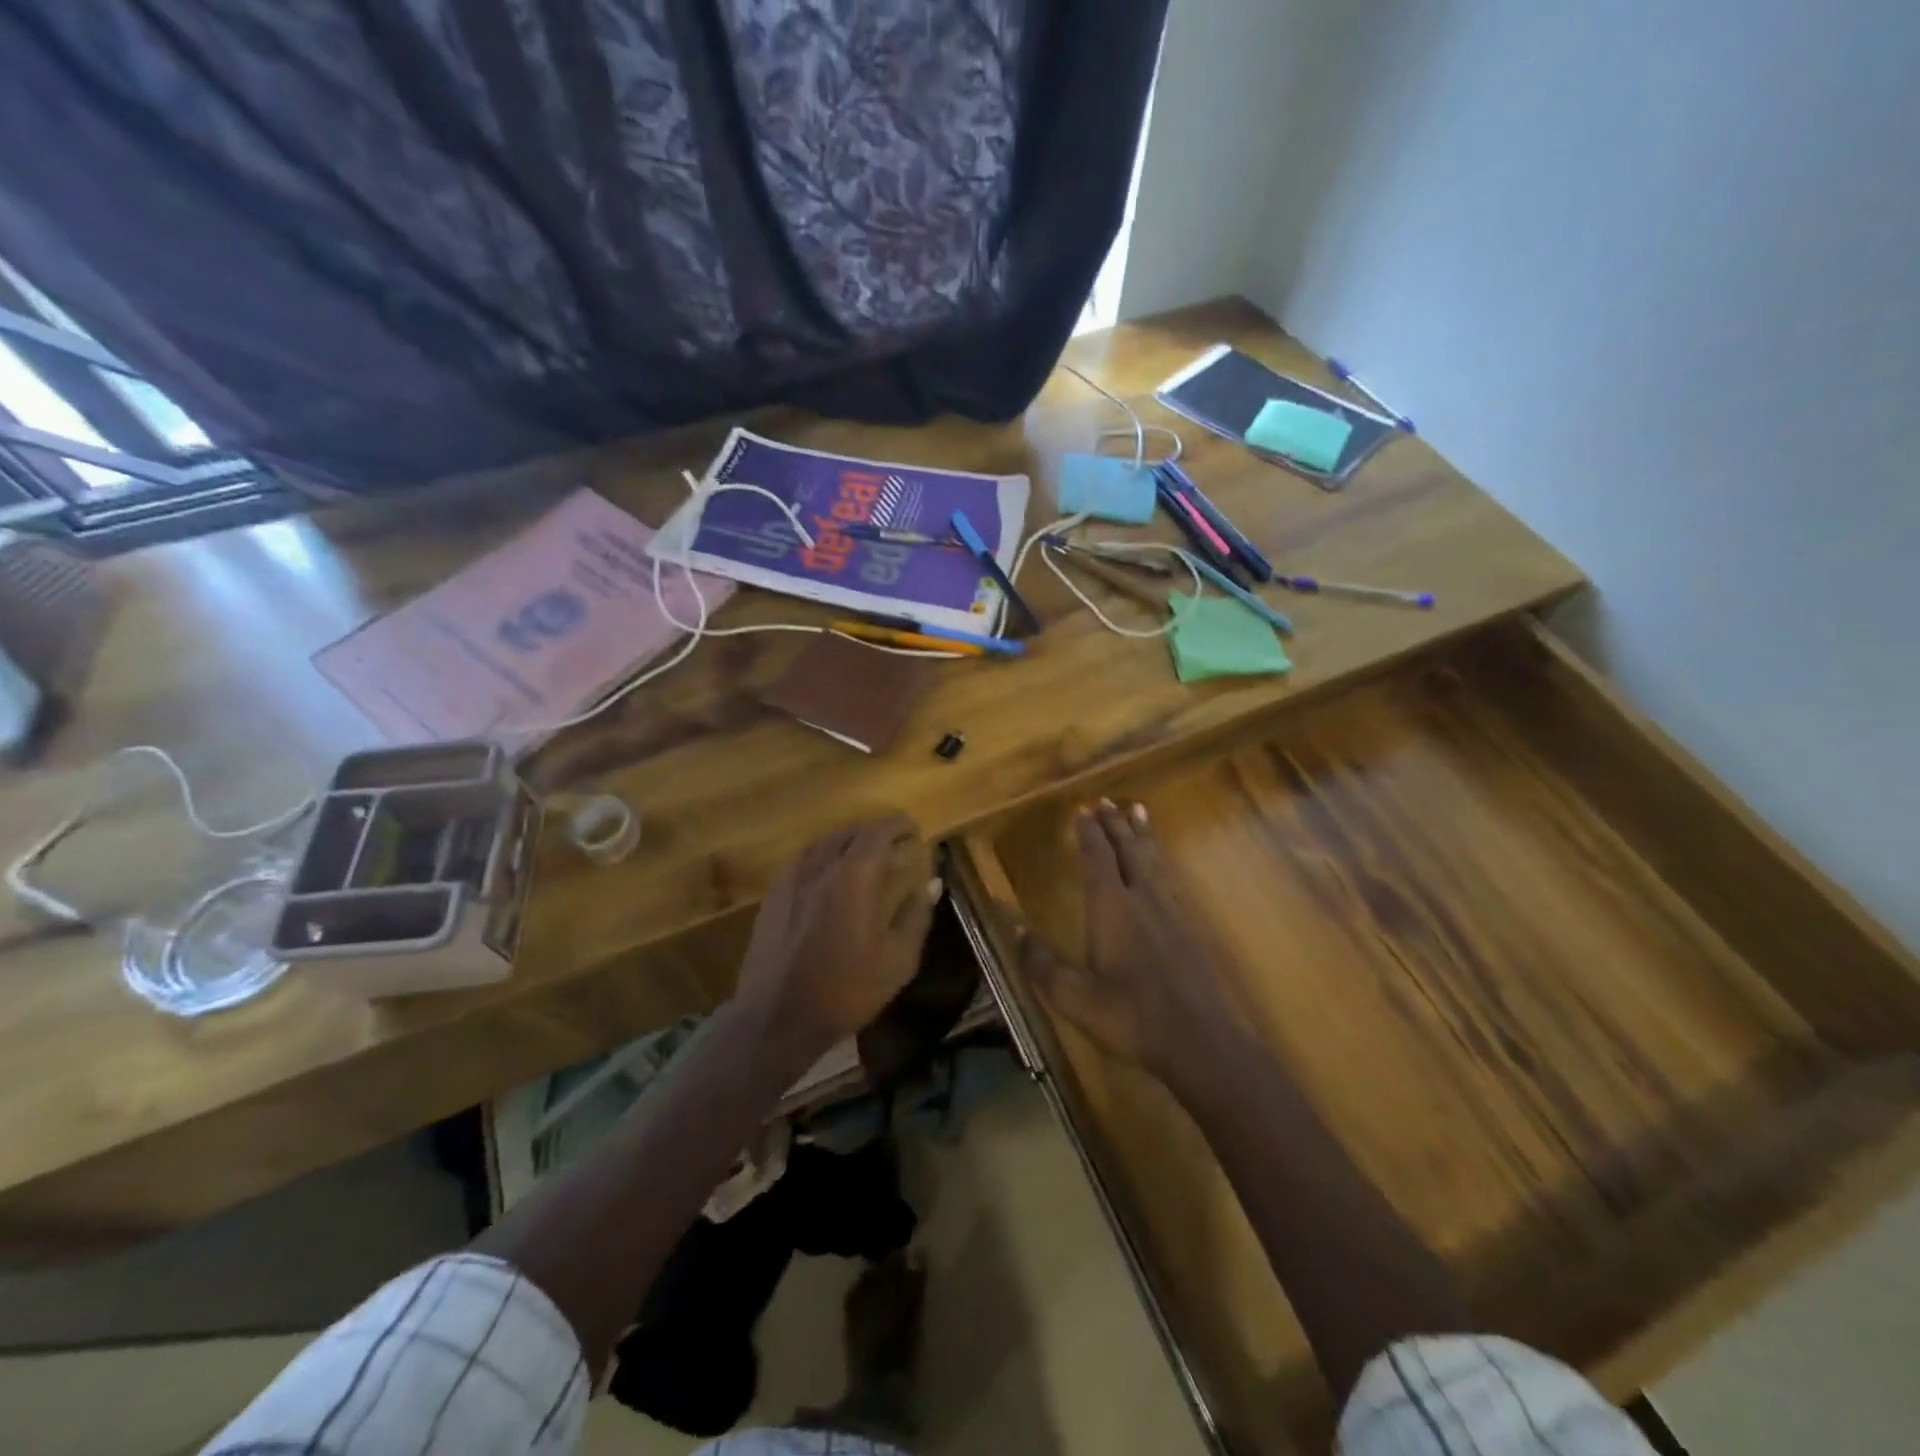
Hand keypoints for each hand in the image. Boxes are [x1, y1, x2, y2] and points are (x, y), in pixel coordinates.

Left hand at [733, 815, 939, 1063]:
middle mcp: (820, 866)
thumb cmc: (844, 991)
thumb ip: (916, 916)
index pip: (878, 832)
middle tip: (895, 845)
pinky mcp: (773, 895)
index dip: (898, 826)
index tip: (914, 831)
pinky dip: (824, 856)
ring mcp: (791, 878)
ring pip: (824, 843)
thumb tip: (932, 883)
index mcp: (853, 876)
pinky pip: (804, 859)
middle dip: (875, 832)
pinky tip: (830, 877)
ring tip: (865, 857)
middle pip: (850, 832)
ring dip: (848, 842)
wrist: (775, 1019)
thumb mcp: (897, 961)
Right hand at [1018, 800, 1239, 1082]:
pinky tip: (1162, 868)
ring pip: (1154, 861)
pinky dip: (1160, 861)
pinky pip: (1170, 879)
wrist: (1202, 1041)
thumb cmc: (1132, 1017)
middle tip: (1107, 802)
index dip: (1090, 833)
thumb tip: (1014, 930)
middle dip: (1115, 825)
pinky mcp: (1191, 930)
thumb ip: (1042, 964)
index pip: (1099, 858)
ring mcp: (1172, 913)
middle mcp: (1143, 899)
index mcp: (1113, 908)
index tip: (1083, 810)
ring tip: (1138, 812)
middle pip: (1129, 850)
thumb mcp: (1075, 997)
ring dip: (1142, 835)